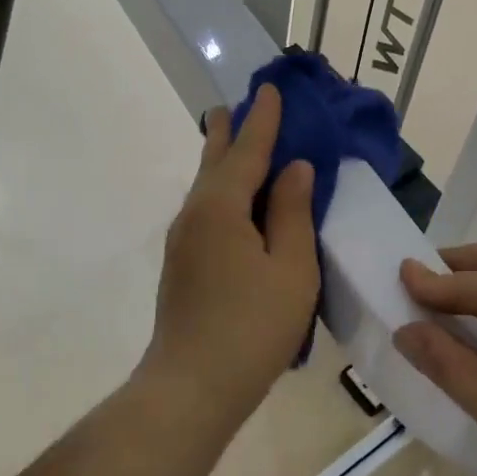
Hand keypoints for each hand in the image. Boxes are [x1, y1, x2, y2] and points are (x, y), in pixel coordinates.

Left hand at [138, 84, 319, 423]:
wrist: (192, 387)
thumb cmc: (252, 327)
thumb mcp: (291, 268)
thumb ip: (293, 213)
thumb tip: (294, 168)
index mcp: (222, 207)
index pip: (248, 151)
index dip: (263, 120)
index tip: (271, 89)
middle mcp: (195, 214)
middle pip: (215, 162)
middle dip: (229, 132)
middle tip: (234, 105)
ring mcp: (183, 241)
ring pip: (206, 187)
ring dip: (222, 160)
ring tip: (231, 140)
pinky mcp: (182, 264)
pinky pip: (206, 210)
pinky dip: (222, 190)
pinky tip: (231, 200)